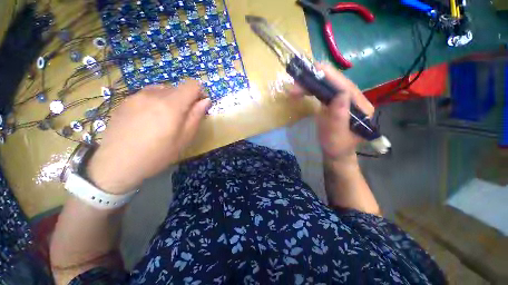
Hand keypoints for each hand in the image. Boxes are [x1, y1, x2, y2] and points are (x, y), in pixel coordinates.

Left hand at [87, 82, 210, 194]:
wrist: (116, 164)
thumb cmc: (158, 154)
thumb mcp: (185, 138)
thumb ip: (196, 116)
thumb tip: (205, 101)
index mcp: (171, 104)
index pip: (192, 85)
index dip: (200, 93)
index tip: (199, 106)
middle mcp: (154, 94)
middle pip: (178, 88)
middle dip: (185, 99)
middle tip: (181, 118)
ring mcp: (137, 95)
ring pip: (162, 90)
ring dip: (170, 100)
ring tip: (164, 119)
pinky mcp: (125, 101)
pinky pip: (147, 95)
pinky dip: (155, 102)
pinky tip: (147, 120)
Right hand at [289, 63, 373, 160]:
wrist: (335, 153)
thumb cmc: (336, 147)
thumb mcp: (336, 135)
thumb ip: (339, 117)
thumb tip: (341, 94)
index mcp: (360, 107)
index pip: (346, 86)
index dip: (330, 76)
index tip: (314, 69)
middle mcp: (355, 100)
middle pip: (336, 83)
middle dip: (317, 79)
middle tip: (298, 81)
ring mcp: (345, 100)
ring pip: (329, 85)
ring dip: (312, 83)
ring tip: (296, 86)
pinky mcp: (336, 103)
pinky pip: (325, 91)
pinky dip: (313, 89)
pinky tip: (303, 89)